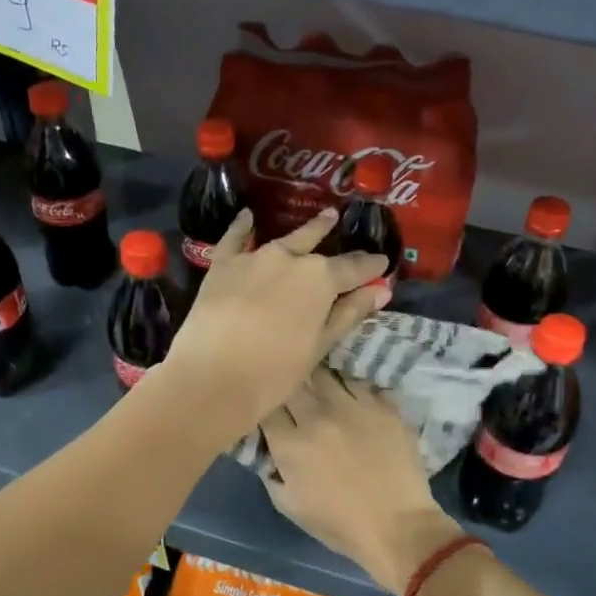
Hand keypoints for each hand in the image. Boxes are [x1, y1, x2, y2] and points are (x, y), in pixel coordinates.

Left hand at [159, 208, 386, 445]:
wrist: (212, 379)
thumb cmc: (275, 371)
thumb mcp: (319, 346)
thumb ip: (349, 313)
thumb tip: (381, 290)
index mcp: (320, 279)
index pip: (353, 268)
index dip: (370, 266)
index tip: (382, 261)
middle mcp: (289, 258)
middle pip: (316, 245)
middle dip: (331, 234)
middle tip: (340, 221)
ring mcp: (253, 258)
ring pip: (283, 240)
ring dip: (302, 231)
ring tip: (318, 220)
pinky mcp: (222, 266)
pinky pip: (235, 239)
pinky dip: (242, 226)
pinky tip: (247, 216)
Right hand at [260, 369, 464, 595]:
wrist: (398, 526)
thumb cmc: (340, 524)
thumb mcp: (289, 506)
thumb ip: (271, 472)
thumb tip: (267, 449)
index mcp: (291, 444)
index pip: (266, 407)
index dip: (265, 407)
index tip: (270, 412)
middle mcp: (318, 417)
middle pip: (293, 382)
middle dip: (289, 387)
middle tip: (295, 398)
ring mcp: (354, 407)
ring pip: (326, 375)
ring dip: (318, 382)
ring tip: (321, 390)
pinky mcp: (383, 406)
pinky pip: (359, 383)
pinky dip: (350, 387)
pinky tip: (351, 397)